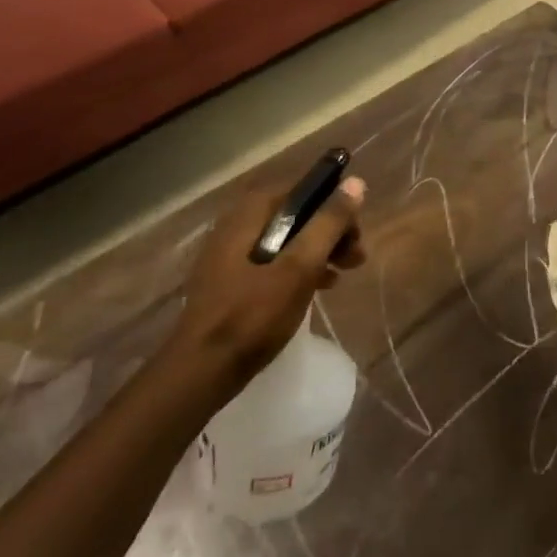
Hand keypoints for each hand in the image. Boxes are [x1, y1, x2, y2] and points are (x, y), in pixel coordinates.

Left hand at [159, 176, 367, 406]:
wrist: (199, 373)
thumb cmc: (252, 315)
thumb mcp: (299, 268)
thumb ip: (328, 223)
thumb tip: (355, 183)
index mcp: (251, 213)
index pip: (303, 188)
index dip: (335, 204)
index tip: (356, 231)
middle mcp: (238, 223)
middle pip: (296, 213)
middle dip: (330, 230)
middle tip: (356, 256)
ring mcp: (230, 253)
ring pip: (287, 238)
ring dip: (318, 250)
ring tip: (344, 272)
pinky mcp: (230, 280)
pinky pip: (273, 260)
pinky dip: (298, 267)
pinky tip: (318, 287)